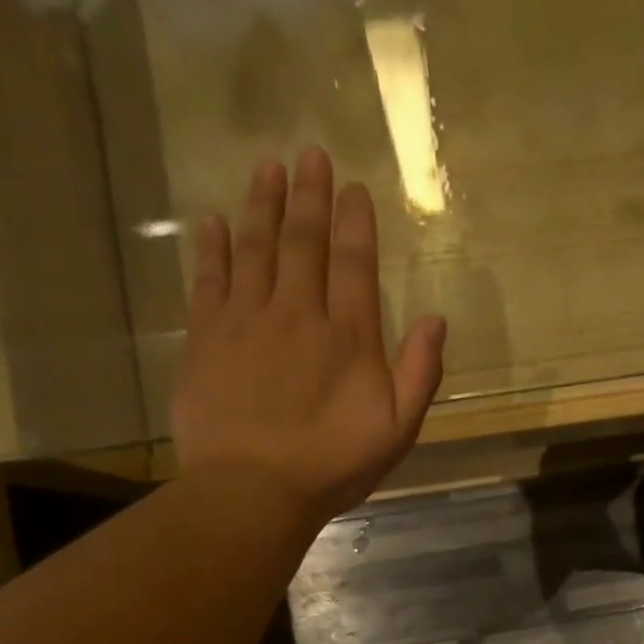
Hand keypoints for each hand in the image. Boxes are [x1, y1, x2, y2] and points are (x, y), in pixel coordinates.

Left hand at [170, 147, 446, 519]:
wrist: (253, 489)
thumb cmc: (333, 464)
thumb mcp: (397, 429)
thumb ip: (419, 372)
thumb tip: (437, 319)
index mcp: (348, 335)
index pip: (353, 263)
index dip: (355, 222)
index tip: (353, 187)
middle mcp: (297, 313)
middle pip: (303, 242)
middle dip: (310, 196)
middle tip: (310, 154)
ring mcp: (247, 321)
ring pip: (255, 249)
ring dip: (263, 205)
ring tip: (268, 167)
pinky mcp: (207, 338)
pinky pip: (209, 280)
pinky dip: (212, 248)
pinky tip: (213, 221)